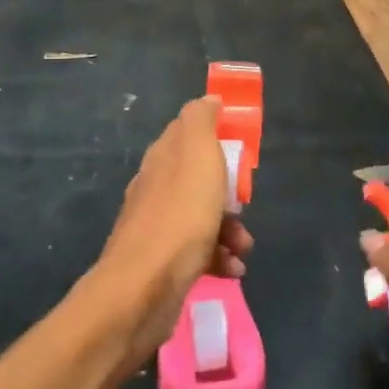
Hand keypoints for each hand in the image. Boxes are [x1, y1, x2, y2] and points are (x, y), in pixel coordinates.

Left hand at [95, 97, 252, 364]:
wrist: (145, 289)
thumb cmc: (181, 215)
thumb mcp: (197, 153)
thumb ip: (202, 121)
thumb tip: (209, 99)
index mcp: (163, 157)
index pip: (189, 132)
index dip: (218, 136)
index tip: (242, 149)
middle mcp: (156, 187)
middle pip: (200, 178)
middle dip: (230, 191)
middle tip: (243, 202)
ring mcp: (158, 227)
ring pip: (204, 217)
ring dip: (231, 229)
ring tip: (242, 247)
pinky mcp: (164, 263)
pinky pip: (200, 252)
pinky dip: (220, 258)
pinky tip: (231, 269)